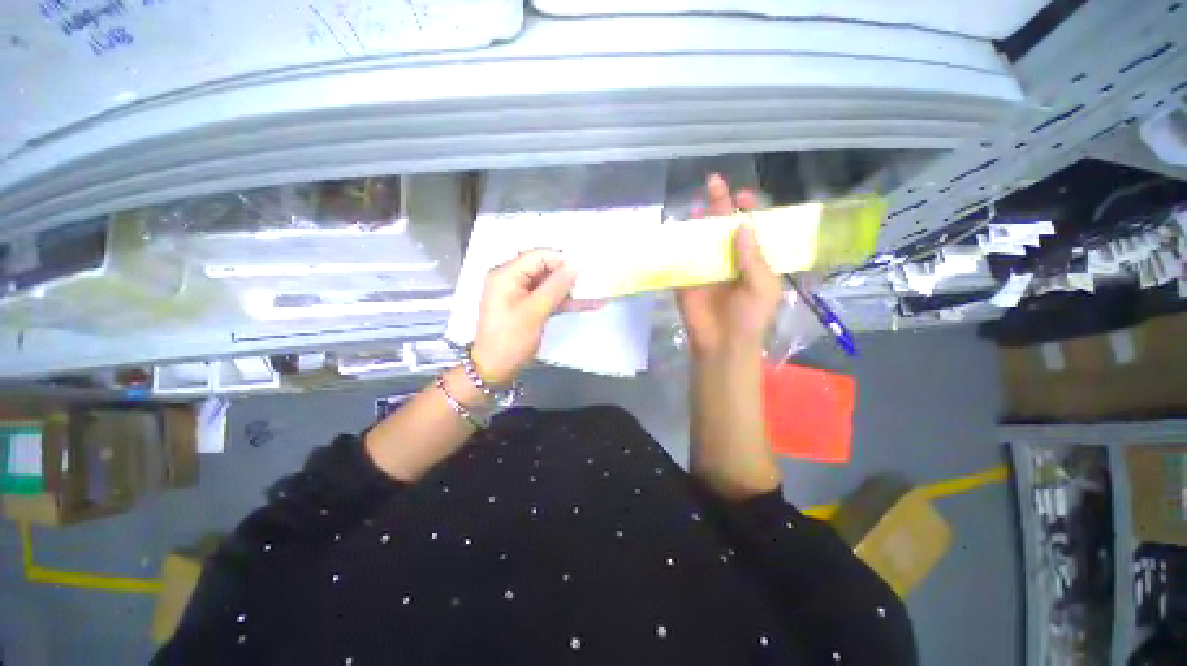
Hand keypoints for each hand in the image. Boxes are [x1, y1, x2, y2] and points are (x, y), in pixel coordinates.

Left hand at [471, 249, 583, 385]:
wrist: (496, 368)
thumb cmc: (510, 339)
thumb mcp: (535, 311)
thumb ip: (556, 286)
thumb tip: (575, 265)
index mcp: (506, 274)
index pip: (537, 256)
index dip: (561, 260)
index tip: (584, 269)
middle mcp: (511, 279)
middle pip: (544, 268)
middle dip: (568, 275)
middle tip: (591, 280)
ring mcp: (520, 293)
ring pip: (549, 284)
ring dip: (570, 289)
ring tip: (594, 292)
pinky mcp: (528, 306)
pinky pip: (548, 297)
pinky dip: (565, 301)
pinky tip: (587, 303)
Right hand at [677, 174, 782, 356]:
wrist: (721, 343)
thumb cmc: (750, 317)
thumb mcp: (763, 287)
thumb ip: (754, 257)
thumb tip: (744, 224)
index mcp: (752, 259)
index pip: (752, 227)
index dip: (748, 209)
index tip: (742, 196)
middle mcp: (728, 258)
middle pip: (724, 226)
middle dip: (719, 205)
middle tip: (714, 183)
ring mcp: (705, 267)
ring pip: (701, 238)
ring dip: (698, 222)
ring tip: (697, 208)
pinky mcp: (685, 278)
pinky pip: (682, 258)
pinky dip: (677, 244)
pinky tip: (676, 232)